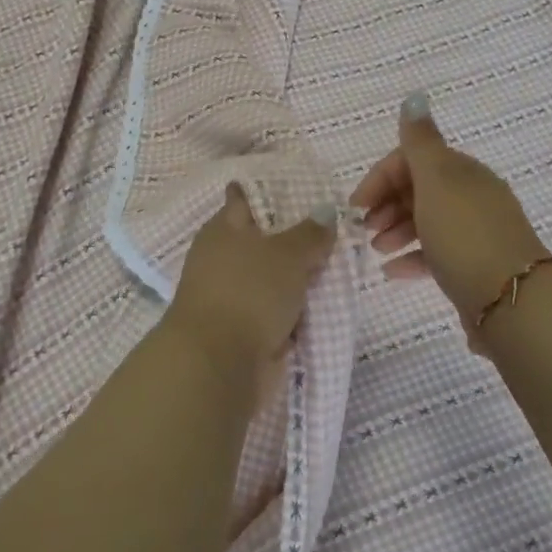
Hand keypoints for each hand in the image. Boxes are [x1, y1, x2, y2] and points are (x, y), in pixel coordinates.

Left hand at [165, 185, 337, 410]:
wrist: (219, 363)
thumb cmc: (249, 291)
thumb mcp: (287, 254)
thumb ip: (309, 234)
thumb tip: (326, 211)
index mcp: (223, 230)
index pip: (242, 201)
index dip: (262, 193)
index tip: (289, 187)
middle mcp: (221, 259)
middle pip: (258, 241)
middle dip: (287, 238)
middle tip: (328, 230)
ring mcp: (229, 296)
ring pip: (267, 278)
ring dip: (291, 278)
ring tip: (332, 267)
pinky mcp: (240, 331)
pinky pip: (273, 311)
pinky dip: (291, 309)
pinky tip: (319, 305)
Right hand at [350, 94, 548, 328]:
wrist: (513, 301)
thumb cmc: (464, 234)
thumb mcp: (436, 181)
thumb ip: (420, 142)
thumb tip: (414, 98)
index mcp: (462, 172)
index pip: (413, 160)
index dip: (381, 177)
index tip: (356, 205)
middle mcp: (471, 197)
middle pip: (418, 190)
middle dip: (386, 204)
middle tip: (364, 228)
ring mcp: (474, 233)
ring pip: (426, 222)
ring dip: (395, 230)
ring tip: (375, 250)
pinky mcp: (474, 266)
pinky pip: (436, 254)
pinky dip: (412, 258)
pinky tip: (392, 272)